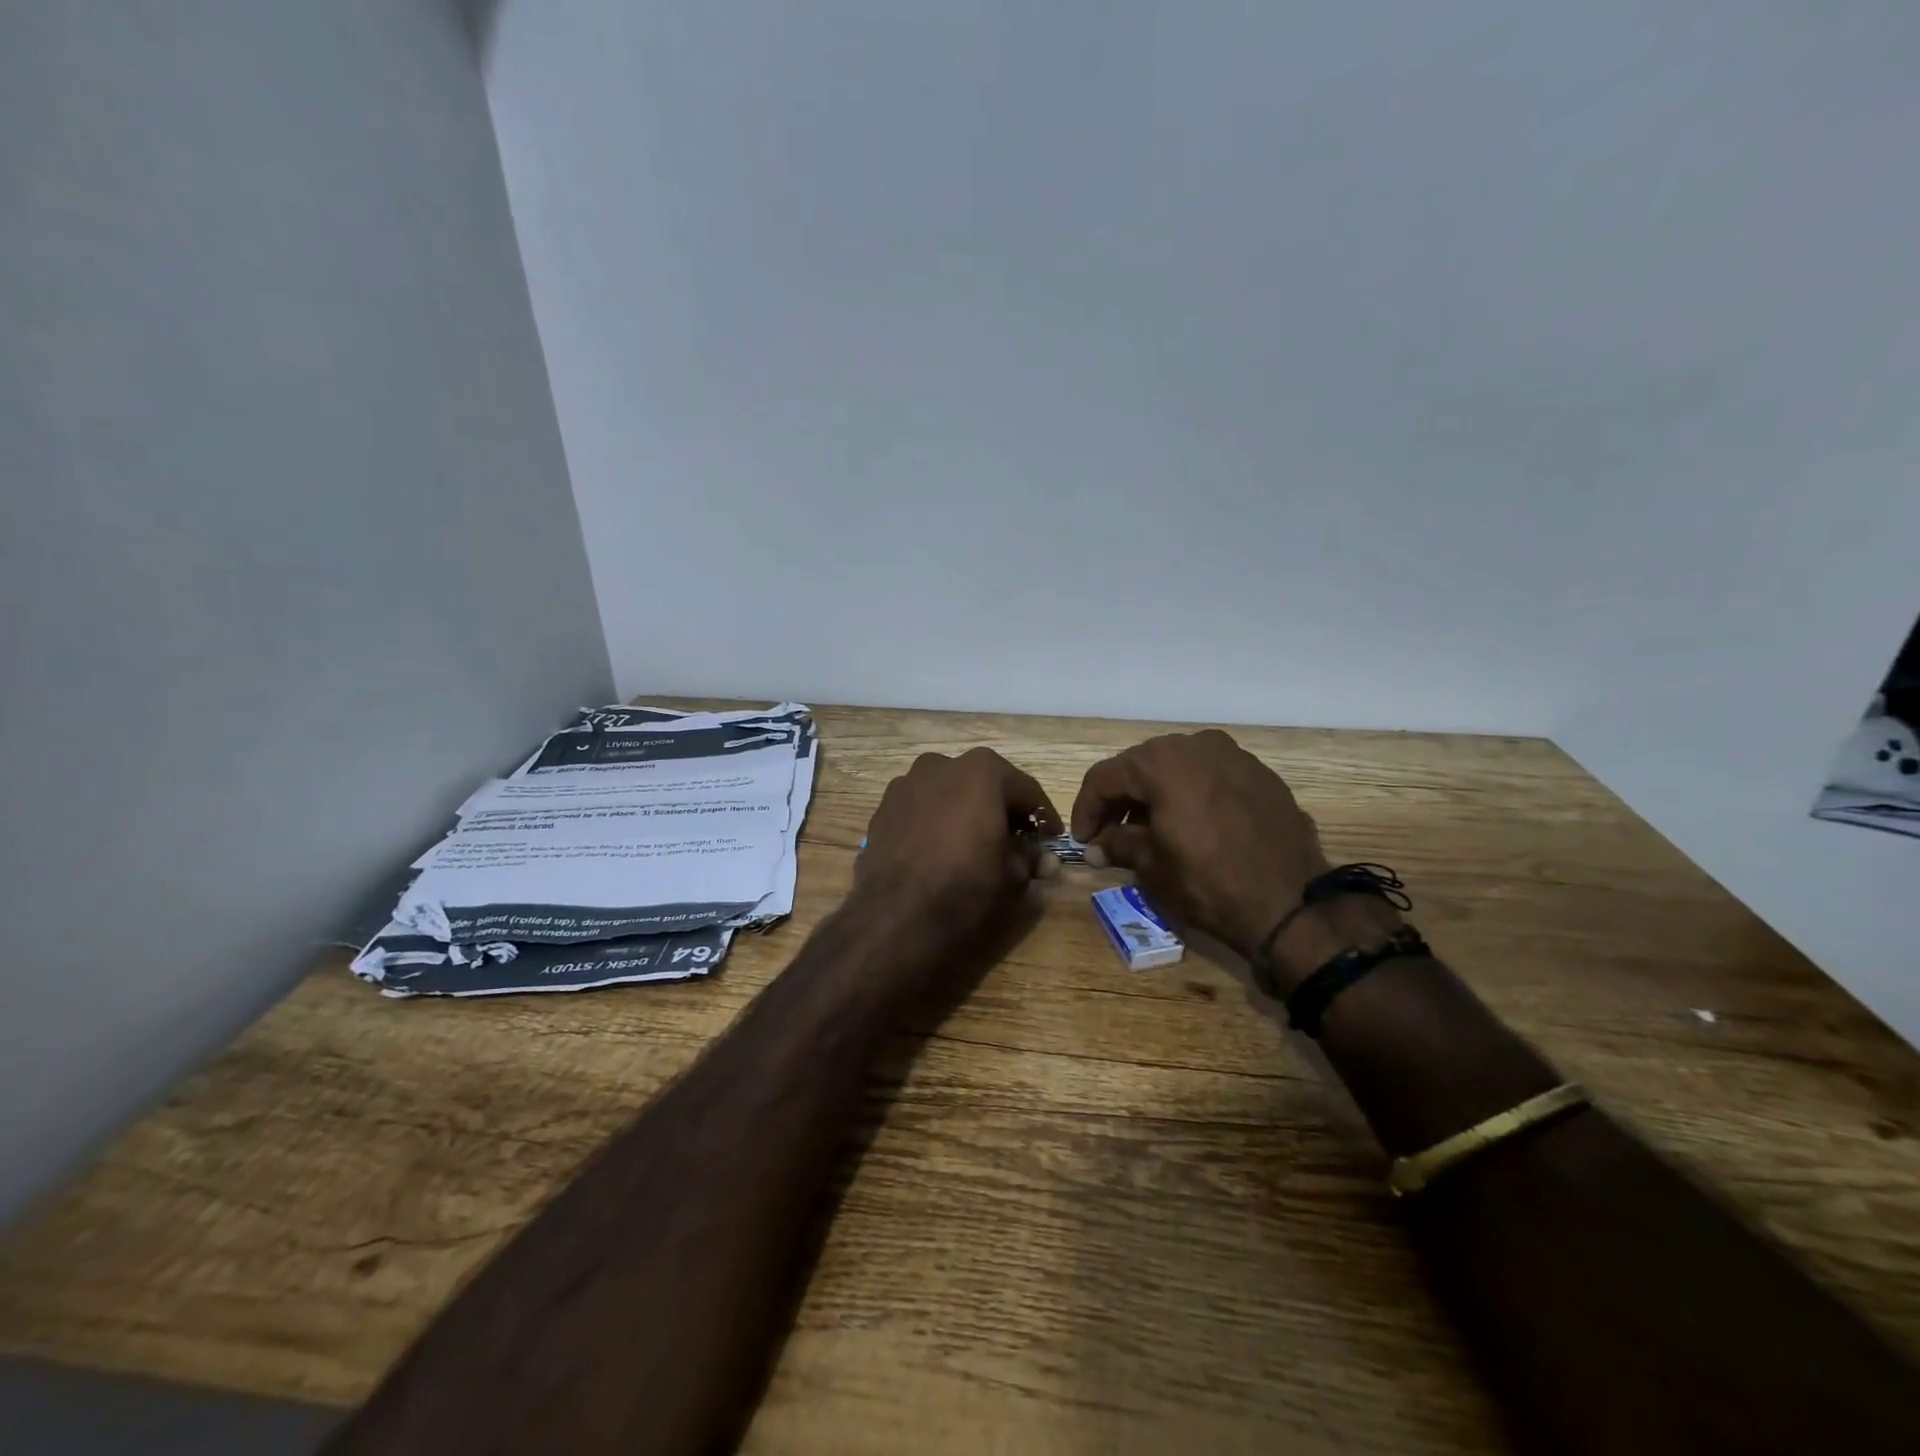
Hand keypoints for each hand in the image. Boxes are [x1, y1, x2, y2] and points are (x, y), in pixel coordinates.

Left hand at [856, 748, 1061, 940]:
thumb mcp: (1012, 876)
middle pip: (984, 785)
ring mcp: (907, 783)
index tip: (1051, 838)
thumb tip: (1045, 859)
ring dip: (965, 812)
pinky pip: (921, 809)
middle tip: (1015, 841)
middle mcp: (942, 765)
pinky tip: (939, 850)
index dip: (1043, 817)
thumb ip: (1031, 858)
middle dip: (1002, 810)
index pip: (1026, 791)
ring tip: (974, 845)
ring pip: (949, 793)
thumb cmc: (965, 888)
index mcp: (982, 771)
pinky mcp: (883, 808)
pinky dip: (935, 822)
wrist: (894, 917)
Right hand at [1070, 729, 1337, 958]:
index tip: (1083, 840)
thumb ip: (1117, 844)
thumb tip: (1096, 846)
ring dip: (1156, 795)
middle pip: (1141, 766)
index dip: (1087, 809)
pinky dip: (1191, 795)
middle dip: (1121, 799)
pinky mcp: (1262, 775)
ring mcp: (1234, 756)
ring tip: (1150, 830)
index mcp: (1161, 762)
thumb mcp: (1151, 866)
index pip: (1106, 777)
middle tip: (1110, 834)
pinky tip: (1191, 825)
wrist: (1290, 904)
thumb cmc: (1207, 882)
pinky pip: (1211, 777)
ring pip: (1178, 767)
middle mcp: (1196, 746)